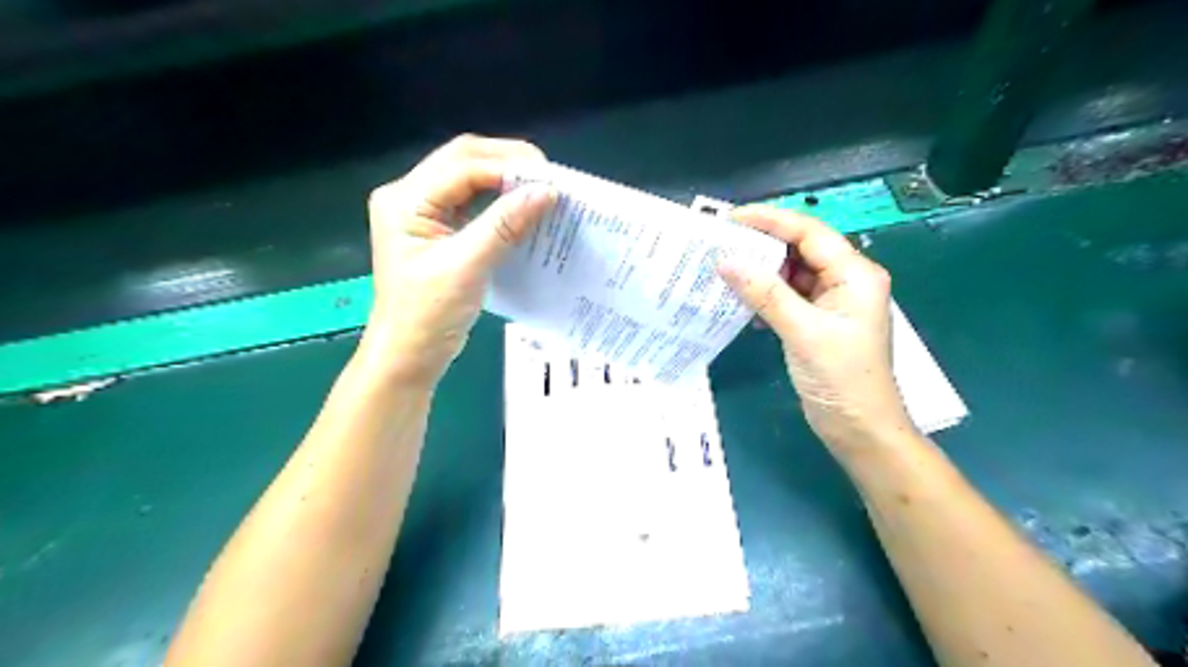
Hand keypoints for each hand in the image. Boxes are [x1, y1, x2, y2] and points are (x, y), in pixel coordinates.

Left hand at [356, 134, 558, 387]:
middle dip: (507, 164)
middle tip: (549, 178)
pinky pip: (473, 203)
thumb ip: (505, 224)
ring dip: (505, 180)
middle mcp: (409, 197)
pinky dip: (499, 202)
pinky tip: (523, 208)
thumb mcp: (468, 266)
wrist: (409, 355)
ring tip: (541, 189)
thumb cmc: (429, 315)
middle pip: (463, 162)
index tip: (550, 181)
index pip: (462, 166)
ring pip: (470, 179)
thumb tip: (546, 191)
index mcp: (405, 201)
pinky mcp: (438, 230)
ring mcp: (423, 213)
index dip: (507, 168)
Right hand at [713, 207, 916, 450]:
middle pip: (800, 249)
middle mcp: (845, 281)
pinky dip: (765, 296)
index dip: (769, 220)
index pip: (809, 233)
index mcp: (855, 274)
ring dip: (760, 272)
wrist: (860, 430)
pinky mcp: (817, 322)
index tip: (730, 218)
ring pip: (791, 274)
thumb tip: (726, 261)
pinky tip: (742, 302)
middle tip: (720, 242)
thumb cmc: (841, 379)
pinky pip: (788, 297)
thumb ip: (765, 294)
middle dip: (761, 244)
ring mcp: (831, 303)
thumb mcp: (803, 332)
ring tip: (723, 268)